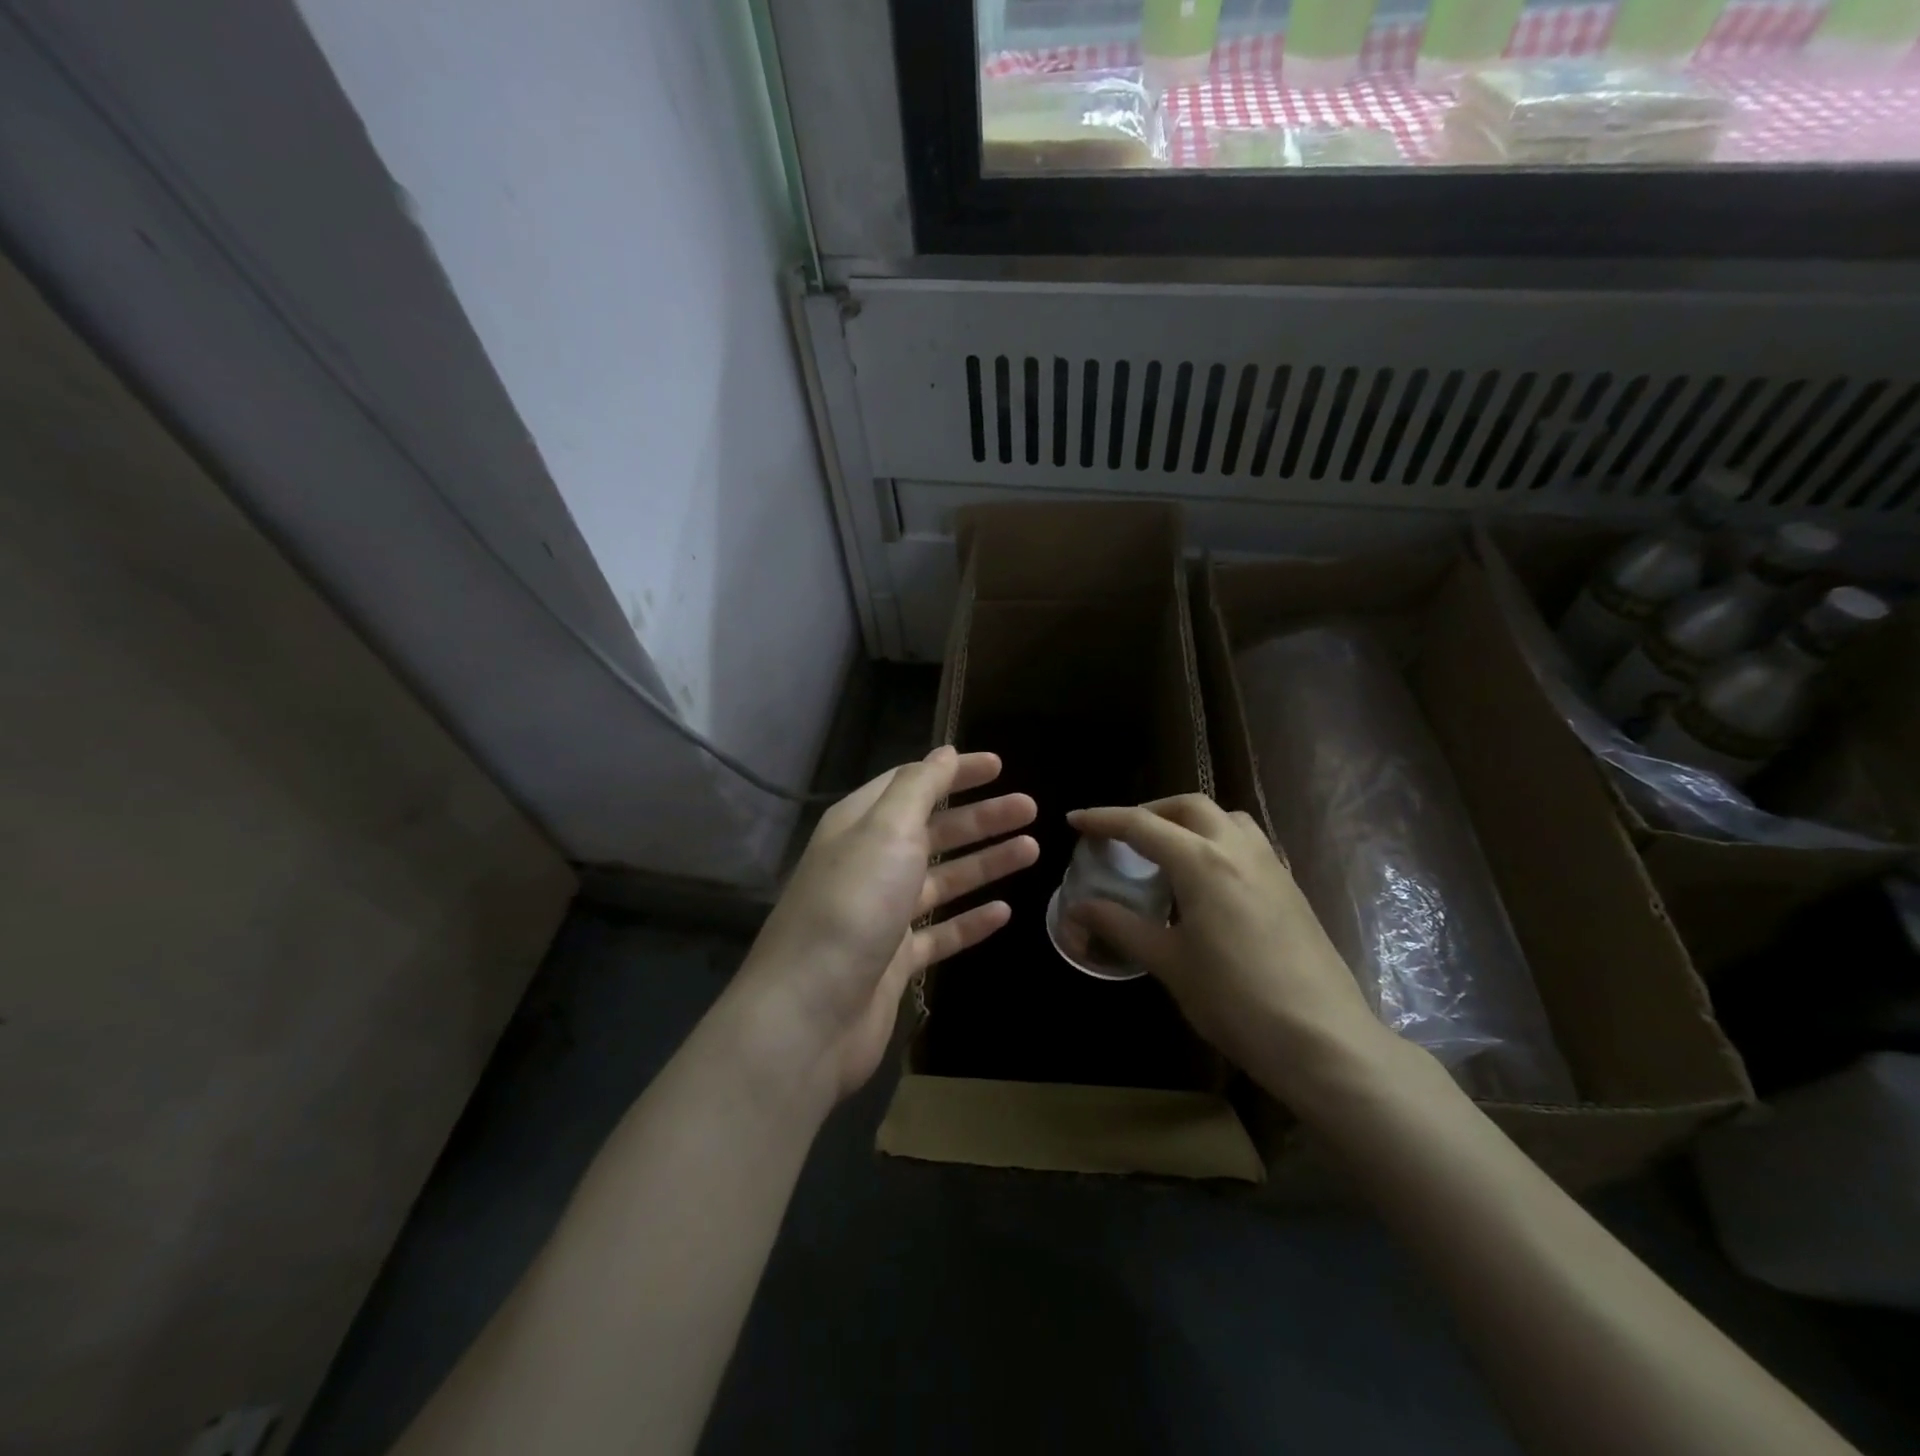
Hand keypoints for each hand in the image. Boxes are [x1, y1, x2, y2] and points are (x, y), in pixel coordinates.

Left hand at [730, 747, 1037, 1105]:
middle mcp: (870, 864)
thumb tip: (942, 752)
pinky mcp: (895, 961)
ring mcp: (882, 915)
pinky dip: (971, 921)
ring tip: (1032, 850)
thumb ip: (918, 788)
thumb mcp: (885, 831)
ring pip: (943, 880)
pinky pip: (941, 933)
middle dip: (981, 817)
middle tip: (1030, 808)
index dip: (954, 772)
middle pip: (934, 831)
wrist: (810, 1014)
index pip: (912, 784)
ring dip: (985, 863)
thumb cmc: (852, 906)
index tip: (999, 765)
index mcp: (860, 826)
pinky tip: (1005, 912)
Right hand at [1066, 796, 1396, 1104]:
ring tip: (1166, 849)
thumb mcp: (1169, 963)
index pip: (1142, 825)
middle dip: (1150, 810)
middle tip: (1122, 835)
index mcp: (1202, 862)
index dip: (1103, 820)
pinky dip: (1217, 840)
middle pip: (1188, 806)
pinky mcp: (1290, 886)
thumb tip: (1077, 908)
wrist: (1322, 1039)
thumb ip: (1120, 926)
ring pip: (1226, 817)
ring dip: (1189, 820)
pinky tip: (1207, 878)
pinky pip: (1247, 841)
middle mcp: (1238, 849)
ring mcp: (1270, 865)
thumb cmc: (1235, 1000)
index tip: (1074, 820)